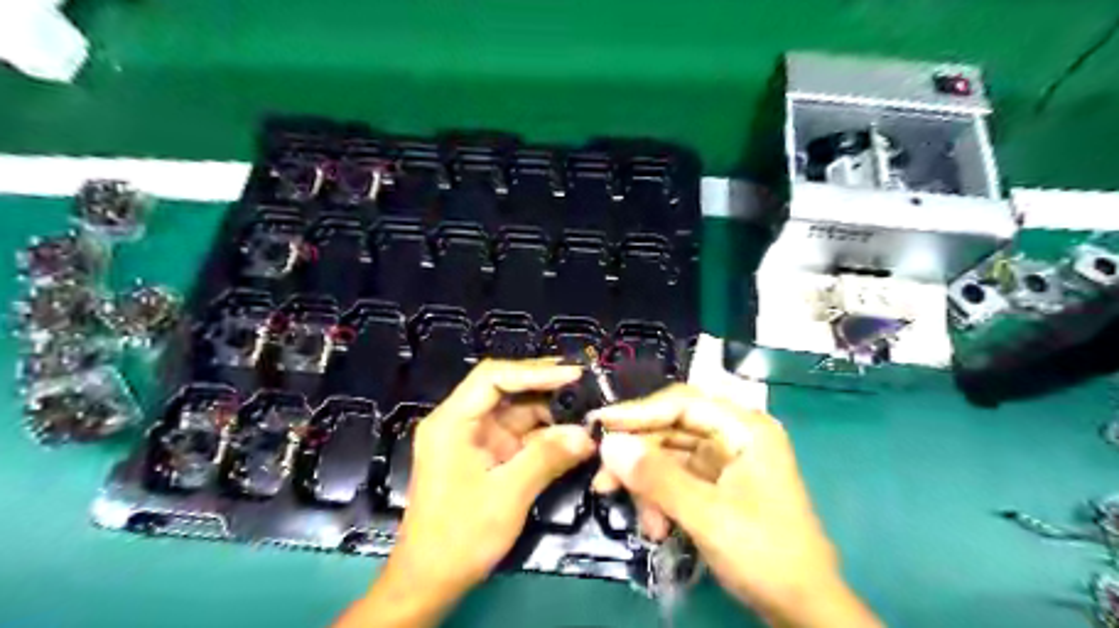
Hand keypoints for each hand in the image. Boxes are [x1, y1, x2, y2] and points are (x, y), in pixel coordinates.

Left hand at [336, 358, 598, 626]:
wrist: (430, 580)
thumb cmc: (460, 535)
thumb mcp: (507, 494)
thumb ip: (547, 458)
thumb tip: (587, 434)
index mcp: (452, 422)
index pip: (493, 377)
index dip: (534, 371)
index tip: (572, 375)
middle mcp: (461, 422)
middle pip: (505, 390)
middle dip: (545, 388)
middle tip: (586, 387)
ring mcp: (474, 439)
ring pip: (516, 412)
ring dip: (550, 413)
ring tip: (586, 412)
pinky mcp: (486, 456)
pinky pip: (518, 435)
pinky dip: (544, 436)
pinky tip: (572, 436)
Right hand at [589, 383, 878, 627]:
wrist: (803, 609)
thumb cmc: (765, 554)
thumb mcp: (707, 515)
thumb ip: (657, 478)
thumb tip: (609, 445)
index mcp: (745, 428)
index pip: (682, 404)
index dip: (638, 412)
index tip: (599, 425)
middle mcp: (735, 436)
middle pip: (672, 429)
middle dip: (639, 457)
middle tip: (603, 480)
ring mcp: (726, 461)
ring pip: (670, 456)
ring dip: (648, 485)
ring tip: (641, 522)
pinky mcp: (718, 485)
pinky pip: (677, 479)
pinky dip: (661, 499)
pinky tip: (655, 527)